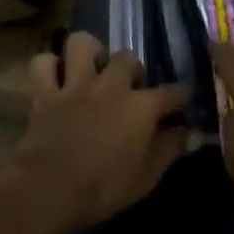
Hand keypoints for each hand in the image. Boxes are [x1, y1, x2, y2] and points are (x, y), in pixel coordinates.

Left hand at [0, 32, 188, 233]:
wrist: (49, 189)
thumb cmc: (103, 189)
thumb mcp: (146, 178)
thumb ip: (170, 149)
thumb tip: (190, 134)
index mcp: (141, 107)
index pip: (171, 92)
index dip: (181, 96)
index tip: (183, 101)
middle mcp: (111, 85)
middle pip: (128, 58)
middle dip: (132, 70)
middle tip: (130, 88)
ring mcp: (76, 84)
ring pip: (82, 44)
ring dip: (88, 53)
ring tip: (92, 70)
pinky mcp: (46, 91)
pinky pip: (43, 63)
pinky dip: (48, 67)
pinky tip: (55, 79)